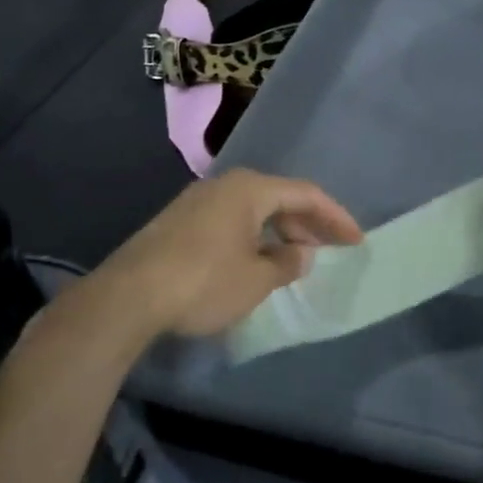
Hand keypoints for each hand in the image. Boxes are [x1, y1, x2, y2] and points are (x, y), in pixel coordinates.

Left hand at [70, 169, 362, 343]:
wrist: (127, 296)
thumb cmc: (203, 282)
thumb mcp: (256, 280)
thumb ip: (286, 264)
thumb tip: (300, 253)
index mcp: (250, 189)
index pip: (306, 194)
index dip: (335, 217)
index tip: (356, 240)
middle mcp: (225, 185)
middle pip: (279, 197)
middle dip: (307, 224)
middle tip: (328, 250)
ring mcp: (198, 201)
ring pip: (252, 209)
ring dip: (278, 231)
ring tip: (294, 259)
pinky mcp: (179, 222)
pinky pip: (230, 221)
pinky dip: (253, 237)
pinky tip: (254, 261)